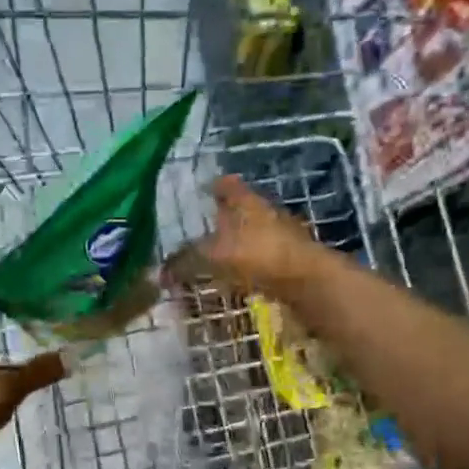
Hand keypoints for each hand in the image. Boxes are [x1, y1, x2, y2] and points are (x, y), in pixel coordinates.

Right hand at [166, 175, 319, 296]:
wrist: (309, 281)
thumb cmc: (259, 256)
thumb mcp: (213, 257)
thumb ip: (185, 262)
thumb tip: (158, 272)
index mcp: (247, 202)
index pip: (227, 186)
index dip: (214, 186)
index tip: (202, 188)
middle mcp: (265, 213)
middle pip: (242, 209)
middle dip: (224, 216)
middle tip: (203, 224)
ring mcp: (281, 237)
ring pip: (252, 234)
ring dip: (236, 242)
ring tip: (216, 253)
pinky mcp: (289, 262)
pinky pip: (260, 258)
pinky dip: (247, 264)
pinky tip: (236, 275)